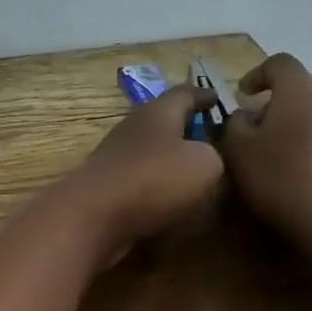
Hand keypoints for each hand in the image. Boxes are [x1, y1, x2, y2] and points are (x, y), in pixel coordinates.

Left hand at [67, 85, 225, 259]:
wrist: (92, 217)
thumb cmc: (154, 179)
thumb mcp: (205, 164)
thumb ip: (215, 156)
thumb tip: (205, 159)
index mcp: (158, 112)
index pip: (185, 93)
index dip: (204, 95)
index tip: (218, 99)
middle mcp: (133, 128)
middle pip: (164, 121)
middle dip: (187, 128)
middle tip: (212, 140)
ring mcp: (116, 157)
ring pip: (151, 151)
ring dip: (171, 159)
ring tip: (196, 173)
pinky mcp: (107, 187)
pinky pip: (140, 179)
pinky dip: (158, 185)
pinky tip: (172, 200)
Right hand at [221, 54, 311, 244]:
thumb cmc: (279, 176)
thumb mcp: (238, 149)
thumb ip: (236, 123)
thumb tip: (247, 116)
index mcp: (303, 89)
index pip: (279, 64)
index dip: (258, 75)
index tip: (244, 95)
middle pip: (306, 91)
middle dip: (285, 105)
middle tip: (266, 131)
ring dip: (310, 128)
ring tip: (294, 157)